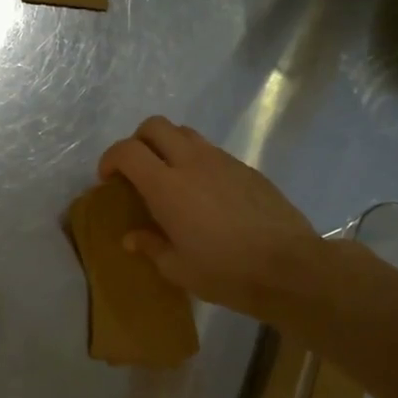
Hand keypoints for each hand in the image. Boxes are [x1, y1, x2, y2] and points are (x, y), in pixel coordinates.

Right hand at [98, 116, 335, 330]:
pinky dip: (196, 161)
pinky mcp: (247, 169)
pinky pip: (212, 151)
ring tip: (168, 178)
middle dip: (137, 141)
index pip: (127, 151)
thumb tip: (132, 238)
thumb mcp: (178, 268)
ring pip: (185, 133)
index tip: (108, 180)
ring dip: (168, 146)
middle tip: (136, 171)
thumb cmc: (225, 272)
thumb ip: (150, 246)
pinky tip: (203, 194)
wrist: (290, 267)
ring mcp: (223, 161)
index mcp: (167, 187)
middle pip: (155, 126)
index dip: (110, 159)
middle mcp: (192, 163)